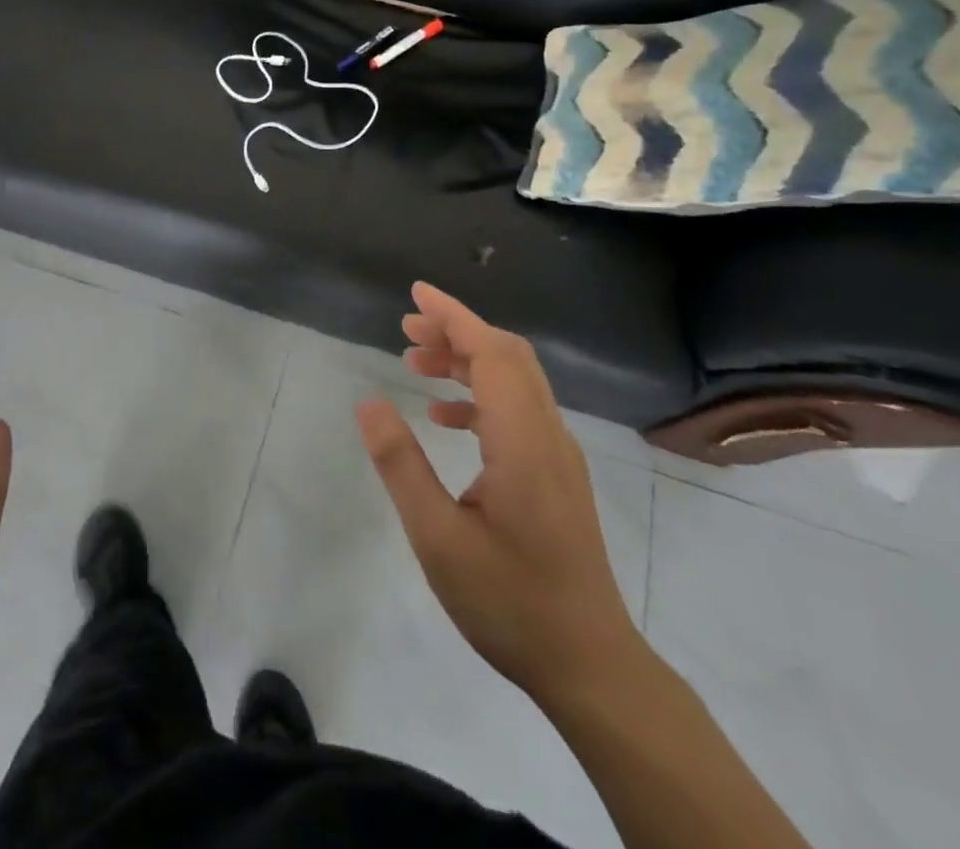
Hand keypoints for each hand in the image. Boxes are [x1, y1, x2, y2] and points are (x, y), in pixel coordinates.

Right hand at [356, 282, 641, 707]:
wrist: (591, 666)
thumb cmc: (510, 603)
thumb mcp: (438, 539)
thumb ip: (402, 465)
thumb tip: (368, 403)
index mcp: (523, 441)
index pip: (491, 353)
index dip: (453, 316)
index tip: (415, 295)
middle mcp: (548, 434)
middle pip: (507, 356)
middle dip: (456, 331)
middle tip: (406, 329)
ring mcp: (558, 454)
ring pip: (514, 380)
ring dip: (466, 360)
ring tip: (414, 362)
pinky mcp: (557, 473)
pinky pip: (518, 409)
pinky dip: (480, 395)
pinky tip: (444, 416)